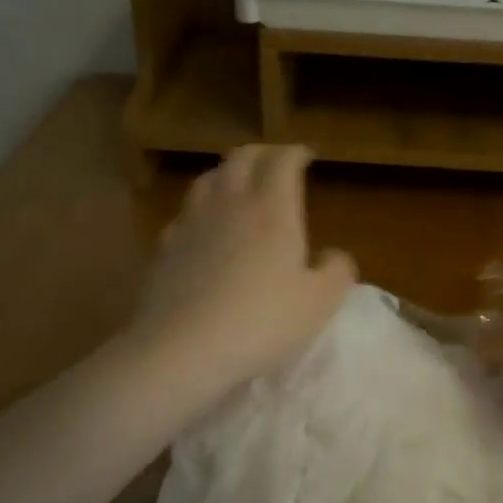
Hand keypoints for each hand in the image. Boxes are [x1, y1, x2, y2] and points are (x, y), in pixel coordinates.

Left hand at [131, 145, 356, 403]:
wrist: (183, 350)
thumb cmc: (262, 321)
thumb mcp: (319, 302)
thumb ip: (336, 271)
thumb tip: (334, 255)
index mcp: (272, 209)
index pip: (282, 161)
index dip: (296, 152)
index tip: (307, 156)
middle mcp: (230, 204)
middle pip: (241, 158)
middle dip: (262, 153)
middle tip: (275, 161)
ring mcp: (192, 223)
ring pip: (208, 179)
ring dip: (227, 173)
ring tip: (238, 184)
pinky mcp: (166, 248)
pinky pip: (185, 214)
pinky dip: (200, 209)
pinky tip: (203, 227)